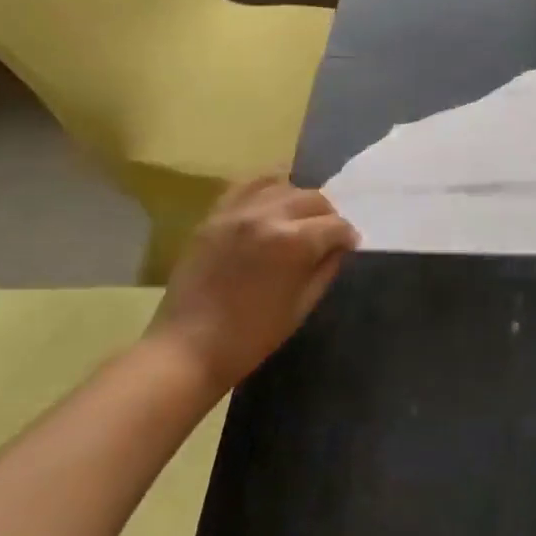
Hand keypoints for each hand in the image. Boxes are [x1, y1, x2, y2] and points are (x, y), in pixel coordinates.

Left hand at [149, 177, 358, 390]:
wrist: (187, 348)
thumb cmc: (251, 337)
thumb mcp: (301, 307)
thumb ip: (325, 269)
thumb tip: (339, 247)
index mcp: (293, 242)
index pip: (335, 225)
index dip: (347, 236)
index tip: (349, 246)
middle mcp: (268, 216)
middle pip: (313, 198)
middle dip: (327, 215)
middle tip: (327, 235)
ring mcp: (238, 212)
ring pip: (283, 186)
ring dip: (299, 201)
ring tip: (299, 220)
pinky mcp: (215, 215)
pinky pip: (247, 186)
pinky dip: (266, 189)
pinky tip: (272, 201)